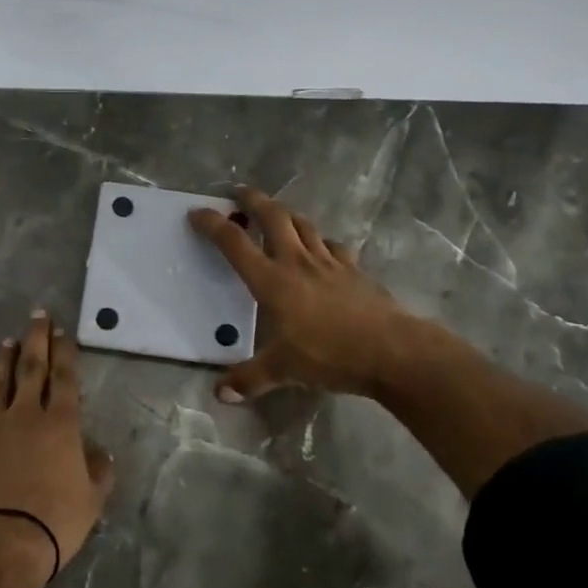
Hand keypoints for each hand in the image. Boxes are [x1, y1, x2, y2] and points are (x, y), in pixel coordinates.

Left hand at [0, 312, 114, 579]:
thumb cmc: (54, 523)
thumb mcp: (92, 500)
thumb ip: (99, 470)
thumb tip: (98, 451)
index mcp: (60, 424)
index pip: (64, 377)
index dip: (64, 352)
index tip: (62, 330)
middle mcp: (24, 416)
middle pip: (30, 369)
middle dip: (36, 340)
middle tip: (37, 316)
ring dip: (2, 362)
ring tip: (6, 342)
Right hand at [189, 187, 415, 401]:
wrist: (390, 350)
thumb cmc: (328, 355)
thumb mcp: (282, 370)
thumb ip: (249, 380)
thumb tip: (220, 394)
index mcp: (272, 281)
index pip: (235, 243)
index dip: (213, 224)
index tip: (197, 212)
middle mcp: (297, 262)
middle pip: (273, 217)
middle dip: (253, 200)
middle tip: (239, 193)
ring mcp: (329, 262)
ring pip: (304, 225)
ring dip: (286, 214)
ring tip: (276, 213)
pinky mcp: (355, 269)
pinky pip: (334, 246)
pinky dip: (321, 241)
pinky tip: (322, 249)